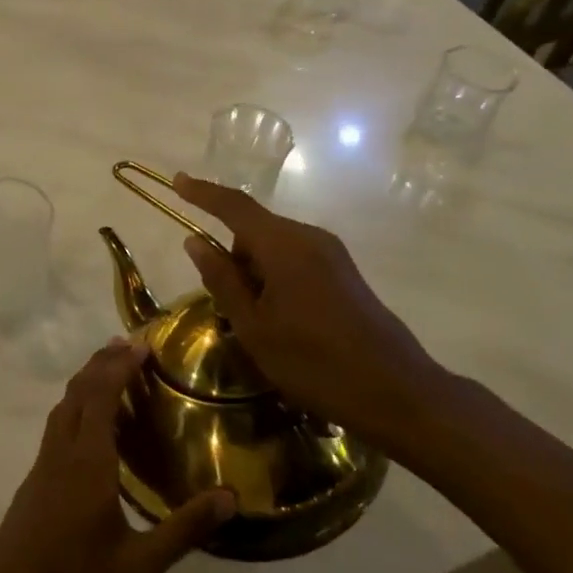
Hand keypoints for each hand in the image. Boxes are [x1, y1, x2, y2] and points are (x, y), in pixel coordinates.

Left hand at [0, 339, 235, 572]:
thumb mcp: (141, 565)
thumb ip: (185, 530)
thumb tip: (230, 497)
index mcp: (88, 460)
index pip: (102, 395)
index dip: (120, 366)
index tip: (142, 345)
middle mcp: (63, 449)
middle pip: (79, 390)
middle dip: (103, 362)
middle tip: (130, 345)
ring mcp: (44, 461)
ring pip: (64, 404)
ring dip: (87, 380)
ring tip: (111, 370)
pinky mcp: (36, 475)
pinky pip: (58, 423)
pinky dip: (77, 403)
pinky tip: (90, 423)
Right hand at [172, 172, 452, 450]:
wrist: (397, 393)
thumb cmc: (314, 362)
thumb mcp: (253, 326)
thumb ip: (222, 279)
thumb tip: (194, 242)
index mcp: (283, 245)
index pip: (234, 206)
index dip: (202, 193)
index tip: (176, 180)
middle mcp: (309, 238)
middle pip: (254, 230)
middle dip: (231, 257)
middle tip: (225, 306)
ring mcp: (331, 254)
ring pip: (274, 248)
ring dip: (254, 273)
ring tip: (256, 324)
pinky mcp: (344, 274)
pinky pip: (295, 261)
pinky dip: (276, 279)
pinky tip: (282, 322)